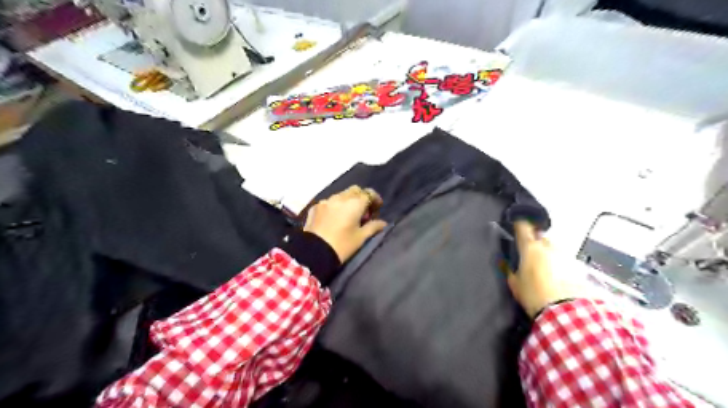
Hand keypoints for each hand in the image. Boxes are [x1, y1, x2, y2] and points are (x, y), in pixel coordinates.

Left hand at [306, 186, 388, 261]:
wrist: (313, 253)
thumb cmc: (342, 245)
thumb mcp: (361, 238)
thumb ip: (373, 227)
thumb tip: (382, 223)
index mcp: (354, 203)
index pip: (369, 193)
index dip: (375, 199)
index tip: (377, 209)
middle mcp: (340, 197)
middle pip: (355, 190)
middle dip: (361, 197)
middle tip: (364, 212)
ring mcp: (326, 201)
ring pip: (341, 195)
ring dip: (348, 201)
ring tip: (348, 215)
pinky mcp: (315, 207)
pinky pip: (329, 202)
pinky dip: (335, 206)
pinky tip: (334, 218)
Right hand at [507, 220, 583, 318]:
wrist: (566, 311)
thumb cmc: (534, 295)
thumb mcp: (515, 284)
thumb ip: (510, 270)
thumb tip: (508, 264)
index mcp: (530, 247)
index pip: (523, 226)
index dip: (519, 224)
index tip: (516, 225)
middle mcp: (549, 246)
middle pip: (540, 237)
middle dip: (535, 242)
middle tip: (530, 253)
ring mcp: (565, 254)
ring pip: (554, 248)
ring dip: (549, 253)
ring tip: (545, 268)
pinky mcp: (578, 266)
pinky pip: (565, 260)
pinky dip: (560, 264)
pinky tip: (558, 277)